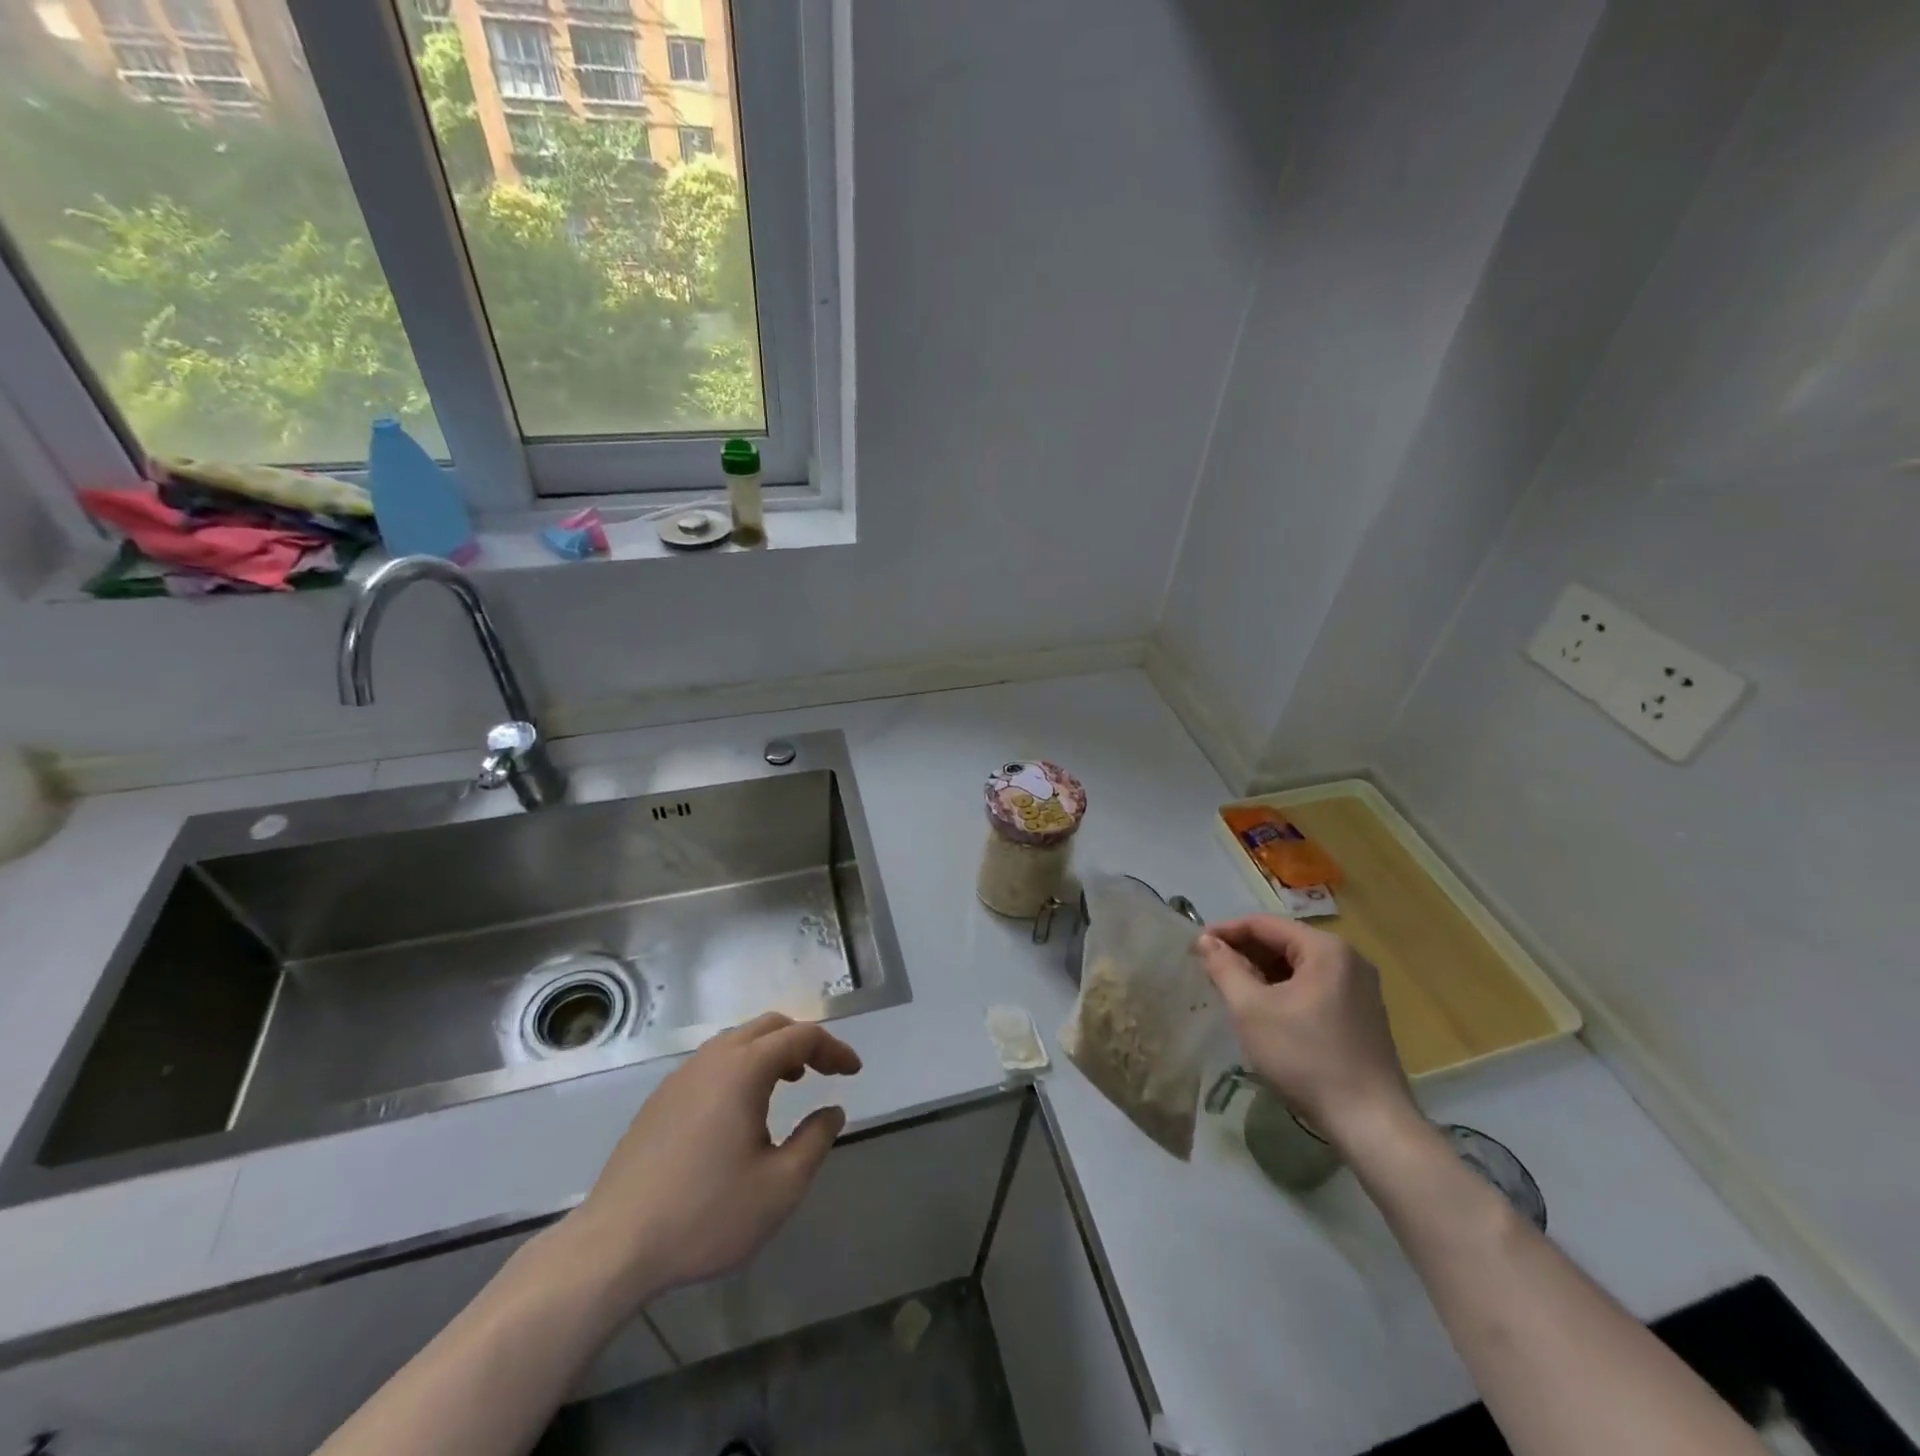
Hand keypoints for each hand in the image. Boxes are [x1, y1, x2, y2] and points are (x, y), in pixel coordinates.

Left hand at [560, 1012, 861, 1306]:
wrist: (613, 1246)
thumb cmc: (705, 1214)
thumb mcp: (780, 1187)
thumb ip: (815, 1141)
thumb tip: (832, 1110)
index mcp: (744, 1069)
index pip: (802, 1037)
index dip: (834, 1049)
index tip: (853, 1072)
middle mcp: (712, 1059)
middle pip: (769, 1026)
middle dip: (803, 1042)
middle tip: (825, 1071)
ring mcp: (680, 1076)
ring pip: (737, 1041)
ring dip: (771, 1052)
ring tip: (789, 1085)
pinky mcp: (660, 1100)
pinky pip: (712, 1062)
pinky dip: (741, 1067)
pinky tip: (741, 1111)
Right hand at [1198, 916, 1419, 1152]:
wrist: (1370, 1123)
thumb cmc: (1305, 1057)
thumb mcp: (1252, 1009)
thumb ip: (1225, 968)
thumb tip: (1205, 941)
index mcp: (1326, 949)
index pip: (1264, 924)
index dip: (1226, 932)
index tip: (1196, 947)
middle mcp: (1348, 959)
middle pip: (1283, 942)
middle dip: (1244, 953)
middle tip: (1210, 971)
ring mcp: (1359, 988)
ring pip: (1297, 966)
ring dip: (1262, 973)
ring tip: (1231, 990)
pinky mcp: (1362, 1014)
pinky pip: (1313, 986)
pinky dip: (1284, 990)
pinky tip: (1264, 1011)